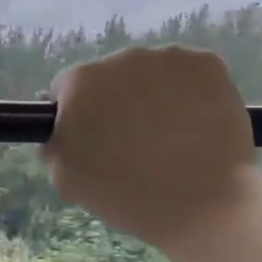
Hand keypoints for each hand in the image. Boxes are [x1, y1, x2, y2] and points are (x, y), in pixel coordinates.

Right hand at [43, 46, 258, 255]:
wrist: (206, 205)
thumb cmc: (129, 197)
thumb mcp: (67, 180)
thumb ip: (53, 145)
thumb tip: (59, 129)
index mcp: (81, 82)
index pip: (67, 88)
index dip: (78, 114)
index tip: (93, 140)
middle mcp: (122, 57)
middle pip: (112, 76)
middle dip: (118, 102)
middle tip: (134, 142)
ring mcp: (169, 57)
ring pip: (152, 73)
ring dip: (154, 95)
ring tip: (171, 137)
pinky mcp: (208, 63)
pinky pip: (190, 74)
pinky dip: (191, 94)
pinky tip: (197, 126)